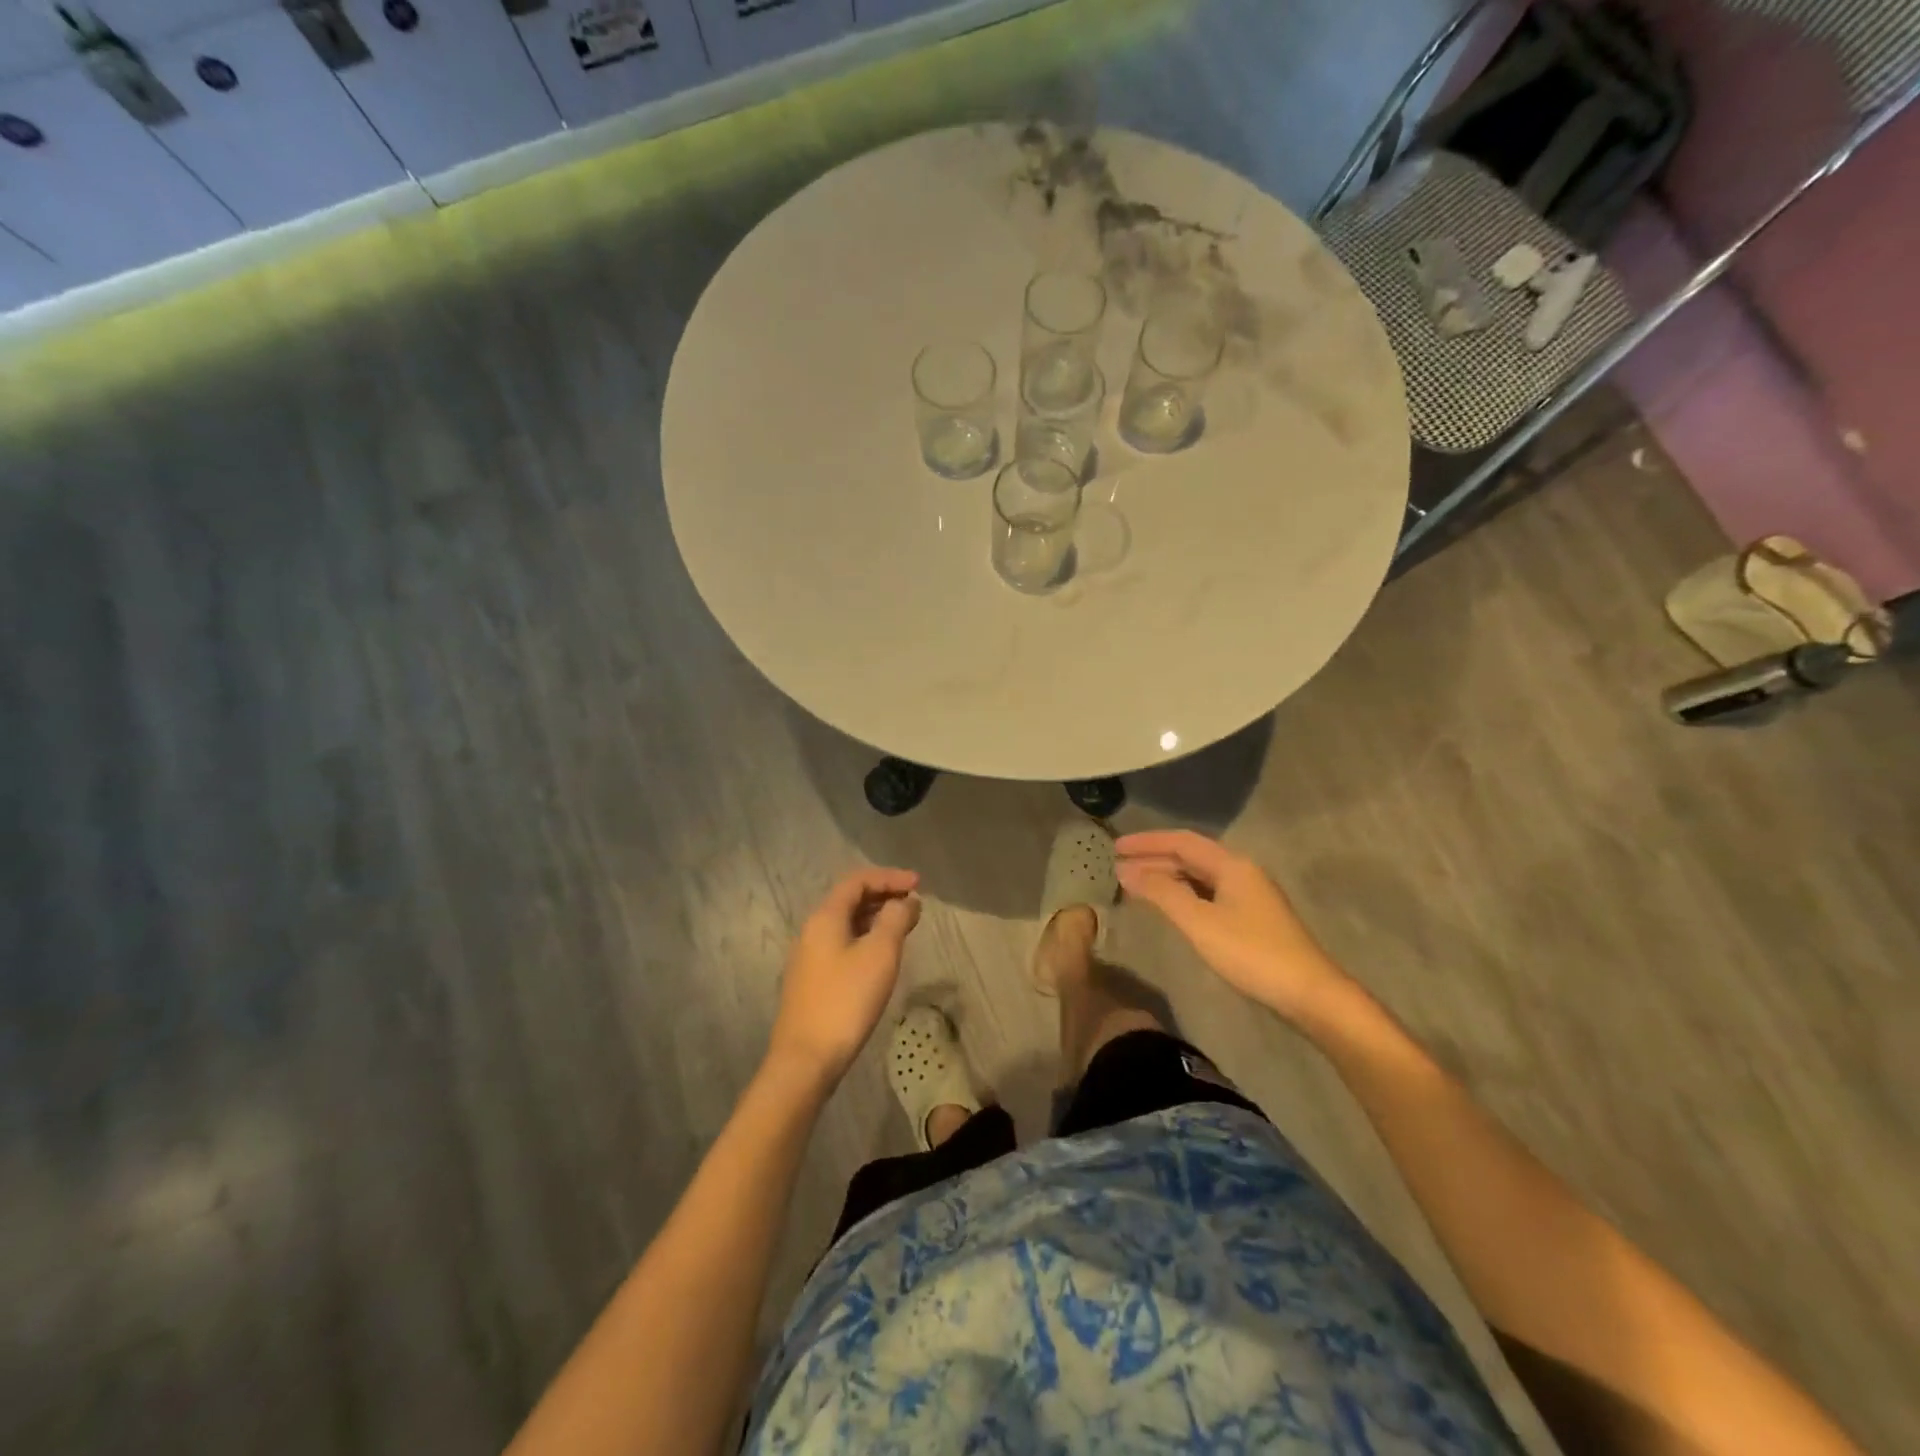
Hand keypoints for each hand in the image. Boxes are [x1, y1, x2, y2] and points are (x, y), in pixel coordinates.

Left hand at [766, 868, 922, 1083]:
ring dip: (876, 918)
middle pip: (850, 900)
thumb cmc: (846, 1000)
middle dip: (884, 896)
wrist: (806, 1059)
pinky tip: (882, 956)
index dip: (890, 877)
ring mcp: (809, 957)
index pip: (857, 881)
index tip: (919, 884)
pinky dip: (866, 938)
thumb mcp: (880, 955)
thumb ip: (895, 920)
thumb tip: (905, 901)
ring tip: (905, 926)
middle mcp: (812, 930)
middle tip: (915, 904)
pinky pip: (842, 944)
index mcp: (826, 917)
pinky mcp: (812, 981)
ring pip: (847, 924)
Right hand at [1116, 830, 1352, 1023]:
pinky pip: (1207, 894)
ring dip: (1166, 878)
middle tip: (1118, 868)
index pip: (1182, 841)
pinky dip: (1182, 895)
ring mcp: (1248, 895)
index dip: (1147, 842)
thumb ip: (1162, 893)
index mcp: (1232, 865)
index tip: (1115, 847)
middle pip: (1191, 857)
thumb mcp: (1200, 922)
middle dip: (1153, 860)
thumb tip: (1127, 871)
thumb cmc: (1251, 953)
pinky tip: (1168, 906)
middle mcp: (1241, 872)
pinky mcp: (1251, 918)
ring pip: (1199, 877)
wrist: (1309, 994)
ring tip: (1135, 886)